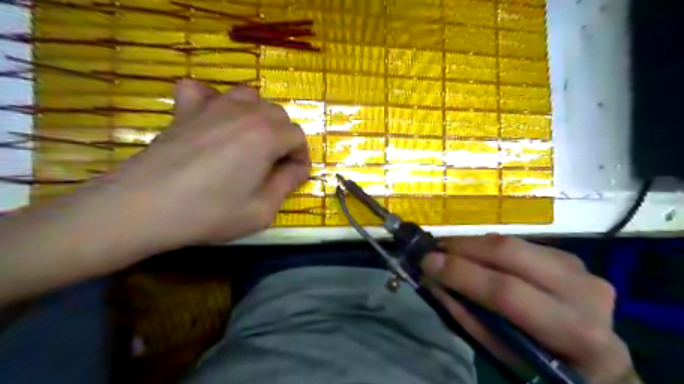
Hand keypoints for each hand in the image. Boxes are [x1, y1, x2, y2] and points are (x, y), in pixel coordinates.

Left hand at [96, 78, 309, 251]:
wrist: (144, 207)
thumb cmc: (209, 212)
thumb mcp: (261, 210)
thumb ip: (287, 184)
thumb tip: (297, 169)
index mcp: (266, 136)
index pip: (298, 137)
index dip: (301, 158)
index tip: (294, 176)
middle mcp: (244, 112)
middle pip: (277, 115)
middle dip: (283, 138)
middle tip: (273, 164)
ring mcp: (212, 106)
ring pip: (249, 97)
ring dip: (257, 117)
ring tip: (250, 140)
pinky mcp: (185, 109)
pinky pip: (204, 91)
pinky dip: (213, 100)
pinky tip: (212, 118)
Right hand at [424, 236, 641, 383]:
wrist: (594, 361)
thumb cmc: (542, 364)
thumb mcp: (501, 354)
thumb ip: (465, 315)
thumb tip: (432, 280)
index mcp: (573, 331)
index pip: (506, 292)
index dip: (461, 273)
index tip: (426, 262)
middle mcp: (583, 291)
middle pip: (510, 253)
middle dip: (463, 247)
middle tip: (434, 249)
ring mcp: (580, 268)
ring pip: (512, 242)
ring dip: (473, 244)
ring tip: (448, 250)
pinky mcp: (569, 256)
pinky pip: (519, 243)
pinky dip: (489, 246)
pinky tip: (474, 253)